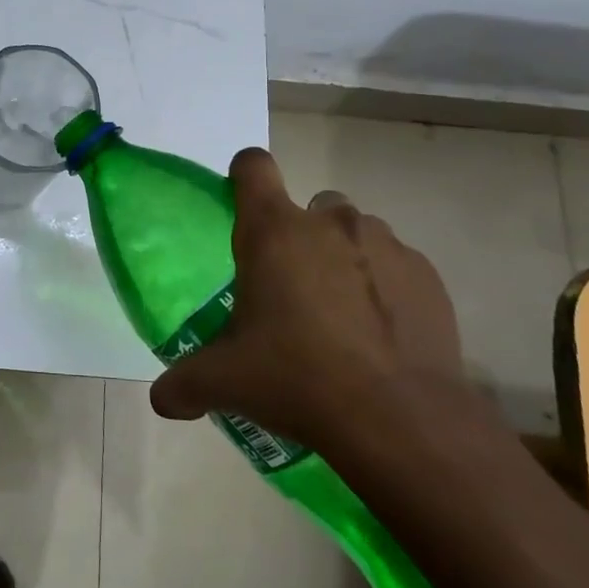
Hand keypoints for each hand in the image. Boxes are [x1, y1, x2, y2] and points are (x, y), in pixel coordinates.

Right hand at [148, 148, 462, 448]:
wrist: (402, 420)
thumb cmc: (298, 378)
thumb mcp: (226, 383)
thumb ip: (182, 384)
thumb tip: (161, 401)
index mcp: (273, 232)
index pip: (253, 167)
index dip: (244, 176)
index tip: (240, 204)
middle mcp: (330, 223)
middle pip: (309, 205)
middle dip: (299, 235)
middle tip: (291, 287)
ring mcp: (386, 244)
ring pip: (356, 233)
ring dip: (344, 259)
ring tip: (340, 316)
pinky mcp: (427, 276)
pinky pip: (397, 265)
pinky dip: (386, 287)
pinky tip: (381, 336)